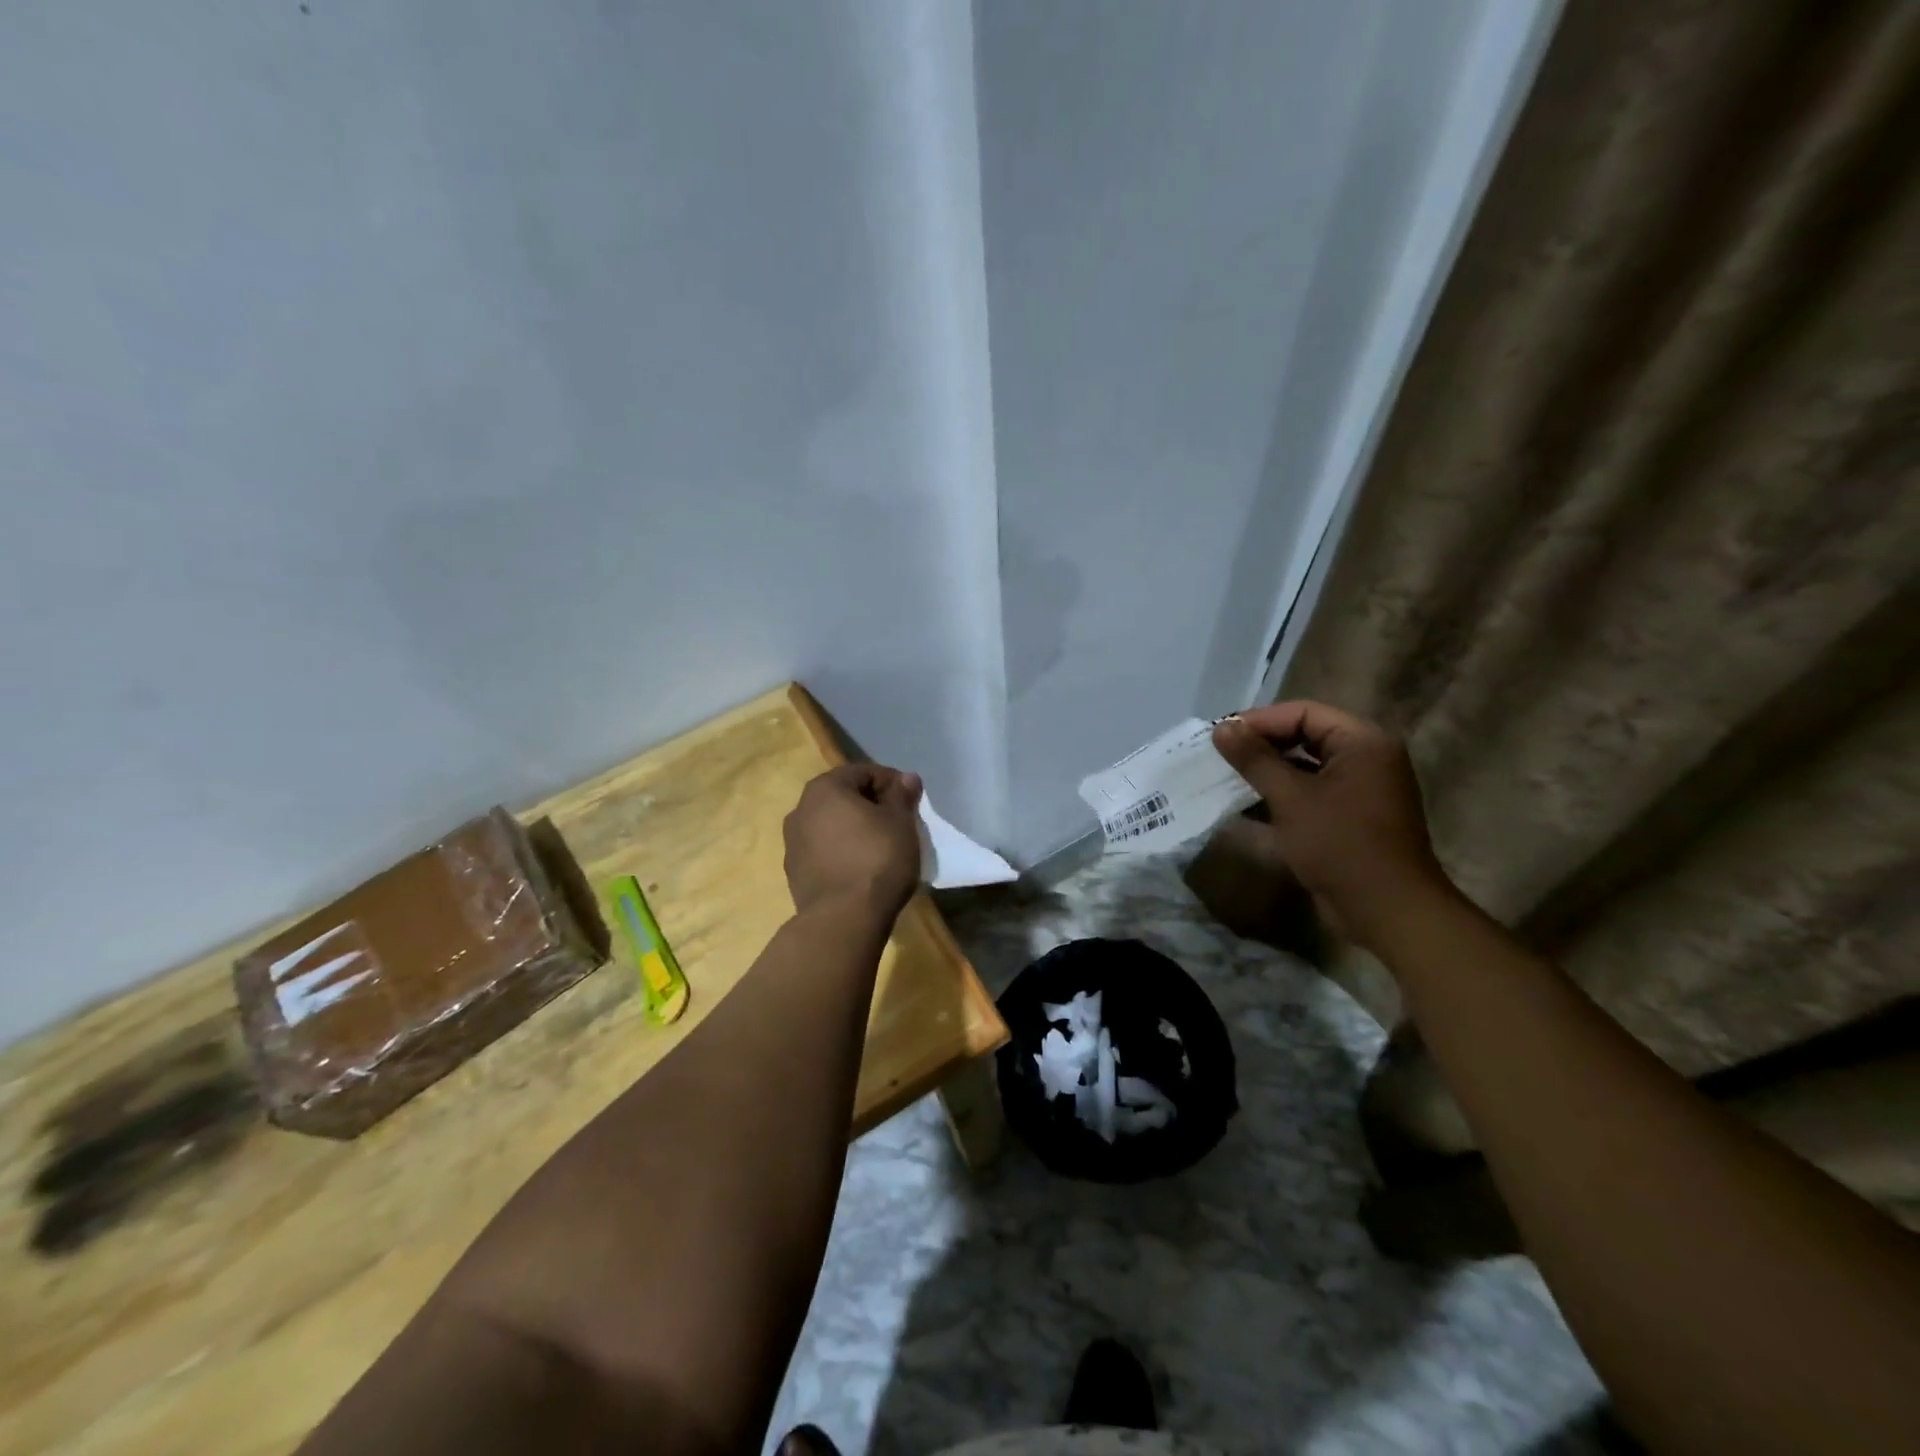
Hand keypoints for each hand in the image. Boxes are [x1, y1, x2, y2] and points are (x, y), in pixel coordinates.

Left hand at [783, 764, 923, 919]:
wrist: (844, 919)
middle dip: (871, 805)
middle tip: (898, 821)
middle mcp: (800, 810)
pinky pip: (824, 851)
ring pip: (831, 825)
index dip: (891, 782)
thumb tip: (906, 778)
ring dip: (854, 829)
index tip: (911, 801)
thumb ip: (902, 795)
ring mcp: (793, 843)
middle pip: (843, 797)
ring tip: (881, 846)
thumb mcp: (900, 822)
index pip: (863, 772)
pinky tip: (862, 868)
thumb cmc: (877, 859)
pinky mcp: (795, 873)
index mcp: (824, 789)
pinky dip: (843, 851)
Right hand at [1212, 701, 1448, 947]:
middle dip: (1262, 744)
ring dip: (1268, 771)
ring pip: (1306, 766)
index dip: (1260, 721)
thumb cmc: (1340, 845)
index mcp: (1363, 742)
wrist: (1387, 910)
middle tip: (1220, 755)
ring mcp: (1362, 788)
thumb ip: (1255, 759)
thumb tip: (1222, 727)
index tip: (1221, 735)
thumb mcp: (1291, 798)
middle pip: (1306, 735)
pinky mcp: (1352, 816)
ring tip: (1227, 777)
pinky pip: (1312, 792)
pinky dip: (1282, 794)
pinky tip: (1248, 805)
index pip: (1304, 713)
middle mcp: (1367, 757)